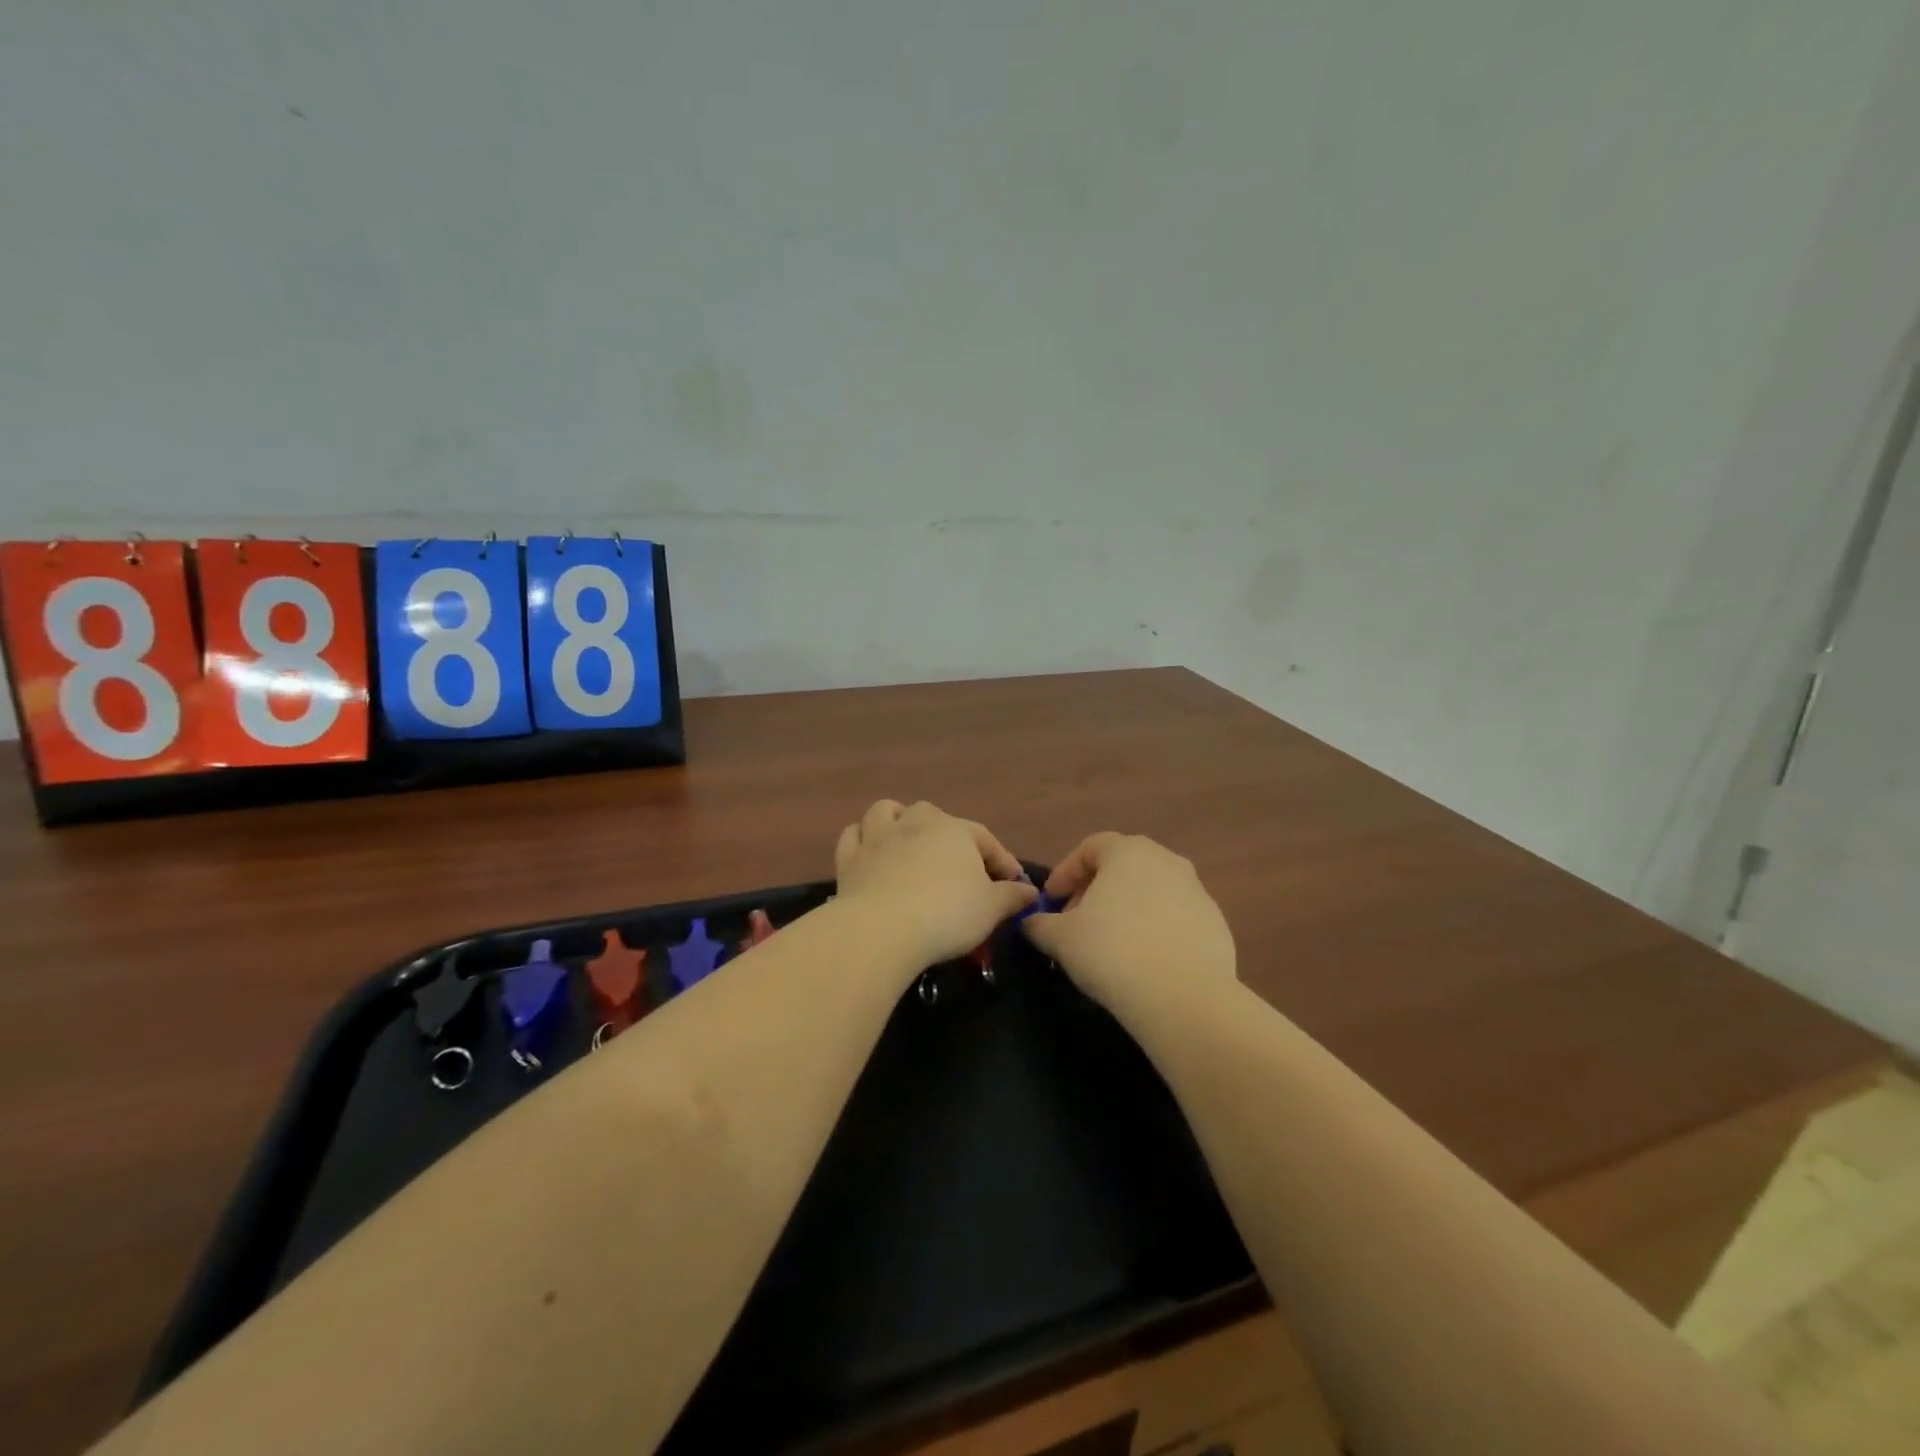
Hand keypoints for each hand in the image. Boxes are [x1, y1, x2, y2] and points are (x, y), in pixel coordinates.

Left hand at [834, 800, 1036, 966]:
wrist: (883, 929)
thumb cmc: (947, 914)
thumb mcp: (991, 909)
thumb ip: (1012, 897)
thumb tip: (1029, 891)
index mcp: (955, 831)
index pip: (985, 840)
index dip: (1002, 862)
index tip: (1014, 886)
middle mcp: (916, 823)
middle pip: (934, 817)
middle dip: (948, 835)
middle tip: (959, 867)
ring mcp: (878, 837)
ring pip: (887, 812)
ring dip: (898, 820)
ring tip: (907, 842)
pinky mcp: (849, 858)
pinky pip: (853, 836)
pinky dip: (862, 840)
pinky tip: (870, 854)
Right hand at [1023, 833, 1235, 1012]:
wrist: (1184, 998)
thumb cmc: (1112, 953)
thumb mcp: (1061, 938)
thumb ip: (1039, 924)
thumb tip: (1030, 922)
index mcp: (1128, 852)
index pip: (1090, 848)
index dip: (1066, 873)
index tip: (1051, 902)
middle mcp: (1166, 860)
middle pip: (1122, 866)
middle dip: (1095, 890)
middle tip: (1077, 922)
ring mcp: (1196, 891)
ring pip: (1151, 891)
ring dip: (1126, 909)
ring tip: (1110, 943)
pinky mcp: (1216, 923)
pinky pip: (1175, 917)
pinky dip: (1155, 929)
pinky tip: (1143, 960)